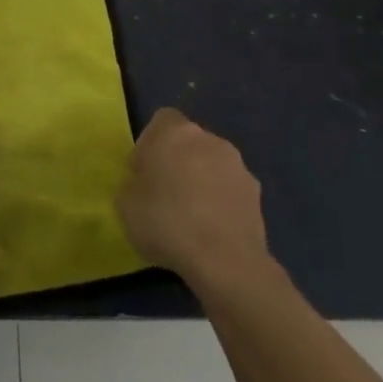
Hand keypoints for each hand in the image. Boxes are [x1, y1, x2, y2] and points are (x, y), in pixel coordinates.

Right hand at [117, 108, 274, 290]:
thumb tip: (145, 182)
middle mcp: (210, 140)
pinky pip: (230, 190)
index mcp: (175, 132)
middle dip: (178, 161)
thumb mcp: (125, 202)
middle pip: (189, 142)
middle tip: (164, 194)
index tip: (143, 171)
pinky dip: (220, 202)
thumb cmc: (166, 222)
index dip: (150, 143)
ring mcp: (238, 167)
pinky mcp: (257, 195)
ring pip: (212, 165)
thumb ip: (133, 182)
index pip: (162, 120)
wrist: (224, 261)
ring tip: (190, 216)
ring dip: (201, 181)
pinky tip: (211, 230)